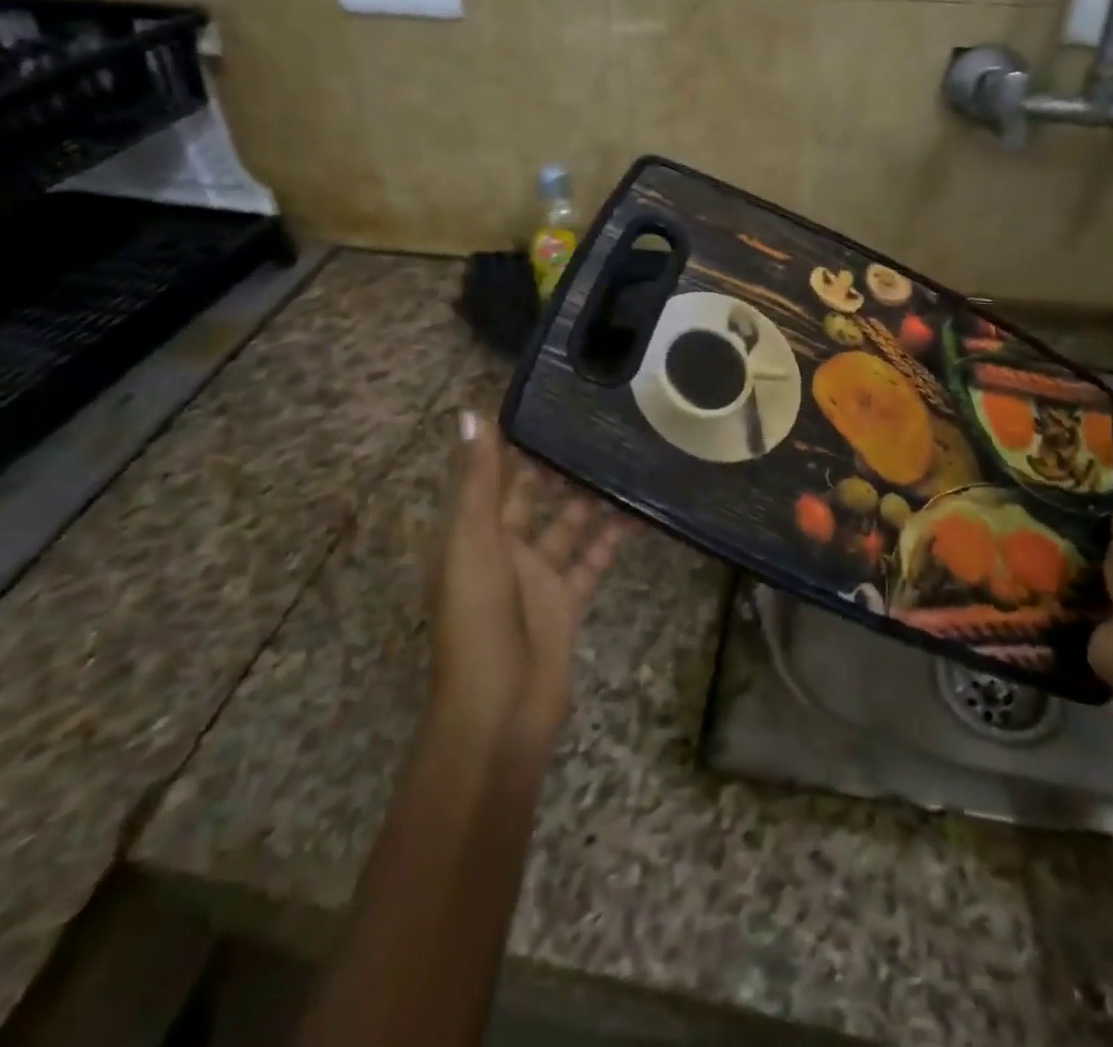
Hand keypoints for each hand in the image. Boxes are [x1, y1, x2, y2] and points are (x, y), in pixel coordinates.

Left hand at [429, 411, 632, 749]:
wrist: (500, 714)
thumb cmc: (477, 622)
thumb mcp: (471, 544)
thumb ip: (477, 480)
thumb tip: (471, 411)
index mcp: (471, 534)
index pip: (491, 475)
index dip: (511, 440)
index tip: (544, 399)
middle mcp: (502, 549)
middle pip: (532, 495)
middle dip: (558, 464)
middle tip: (597, 422)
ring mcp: (537, 576)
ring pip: (568, 524)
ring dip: (592, 496)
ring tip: (626, 457)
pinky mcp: (567, 601)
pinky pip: (593, 559)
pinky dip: (614, 537)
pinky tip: (642, 512)